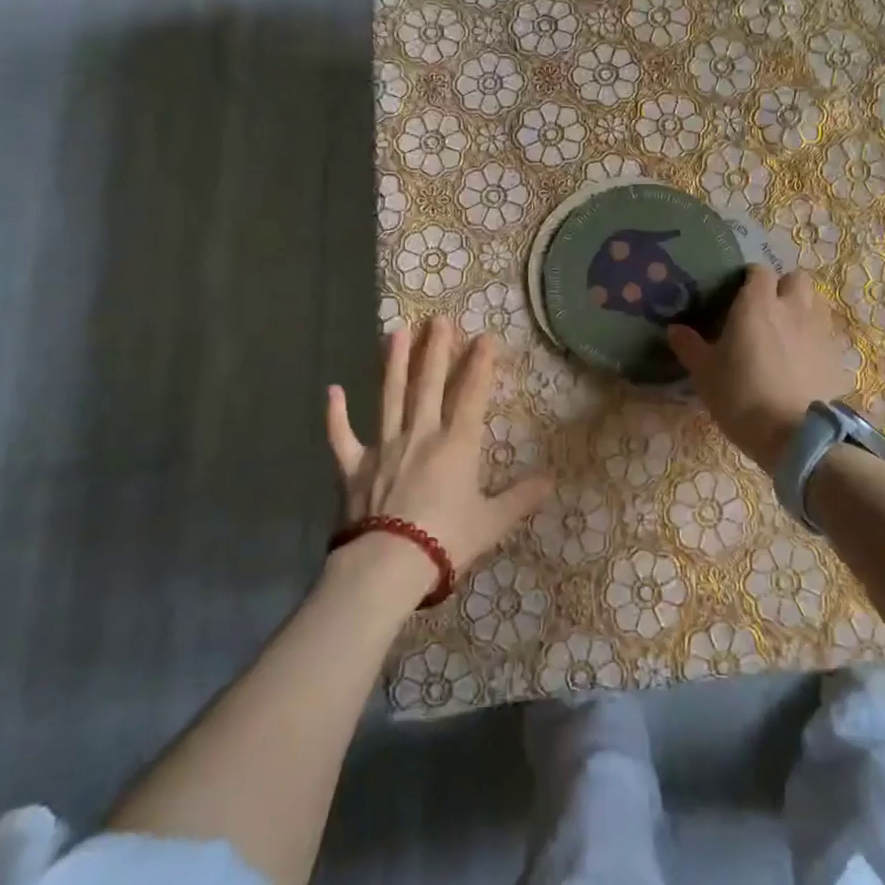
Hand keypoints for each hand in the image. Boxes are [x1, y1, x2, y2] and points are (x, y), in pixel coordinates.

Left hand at [326, 318, 554, 595]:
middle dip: (436, 349)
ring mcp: (383, 447)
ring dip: (394, 363)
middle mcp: (420, 434)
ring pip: (390, 397)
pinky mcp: (353, 467)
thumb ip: (521, 497)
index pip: (471, 394)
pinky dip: (336, 415)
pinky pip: (342, 437)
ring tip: (396, 332)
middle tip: (438, 319)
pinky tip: (332, 391)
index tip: (485, 337)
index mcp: (456, 444)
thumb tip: (552, 479)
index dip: (480, 364)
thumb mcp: (493, 521)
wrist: (388, 566)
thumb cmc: (446, 541)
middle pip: (429, 384)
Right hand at [668, 268, 852, 467]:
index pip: (759, 271)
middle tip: (766, 309)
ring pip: (816, 301)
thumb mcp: (704, 373)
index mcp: (757, 304)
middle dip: (783, 287)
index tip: (737, 294)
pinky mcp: (837, 355)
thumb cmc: (741, 396)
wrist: (794, 435)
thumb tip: (674, 330)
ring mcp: (819, 330)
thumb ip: (689, 346)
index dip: (749, 279)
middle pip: (796, 278)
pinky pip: (826, 333)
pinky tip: (803, 359)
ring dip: (803, 307)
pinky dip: (815, 338)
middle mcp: (792, 308)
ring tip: (787, 330)